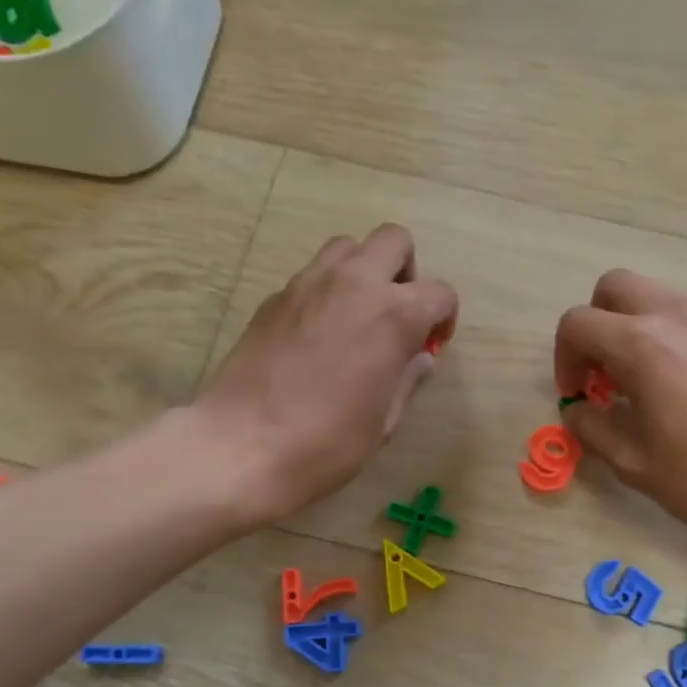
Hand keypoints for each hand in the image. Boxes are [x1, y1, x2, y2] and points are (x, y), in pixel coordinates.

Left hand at [197, 225, 456, 524]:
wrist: (243, 446)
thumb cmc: (328, 442)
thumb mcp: (384, 421)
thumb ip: (407, 379)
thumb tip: (419, 358)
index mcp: (394, 315)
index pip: (439, 292)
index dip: (444, 317)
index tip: (431, 345)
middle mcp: (354, 284)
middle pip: (394, 240)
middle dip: (406, 271)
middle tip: (398, 314)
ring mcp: (308, 285)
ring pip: (348, 247)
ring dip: (364, 271)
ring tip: (357, 317)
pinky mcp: (274, 298)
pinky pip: (312, 276)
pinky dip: (327, 292)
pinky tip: (317, 337)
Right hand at [554, 271, 686, 551]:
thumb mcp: (635, 464)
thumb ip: (592, 427)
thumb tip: (578, 409)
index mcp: (644, 346)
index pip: (578, 323)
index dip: (563, 357)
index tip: (577, 394)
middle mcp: (679, 317)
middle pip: (615, 287)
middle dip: (596, 325)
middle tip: (603, 374)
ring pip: (657, 298)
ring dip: (634, 329)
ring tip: (645, 384)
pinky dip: (672, 337)